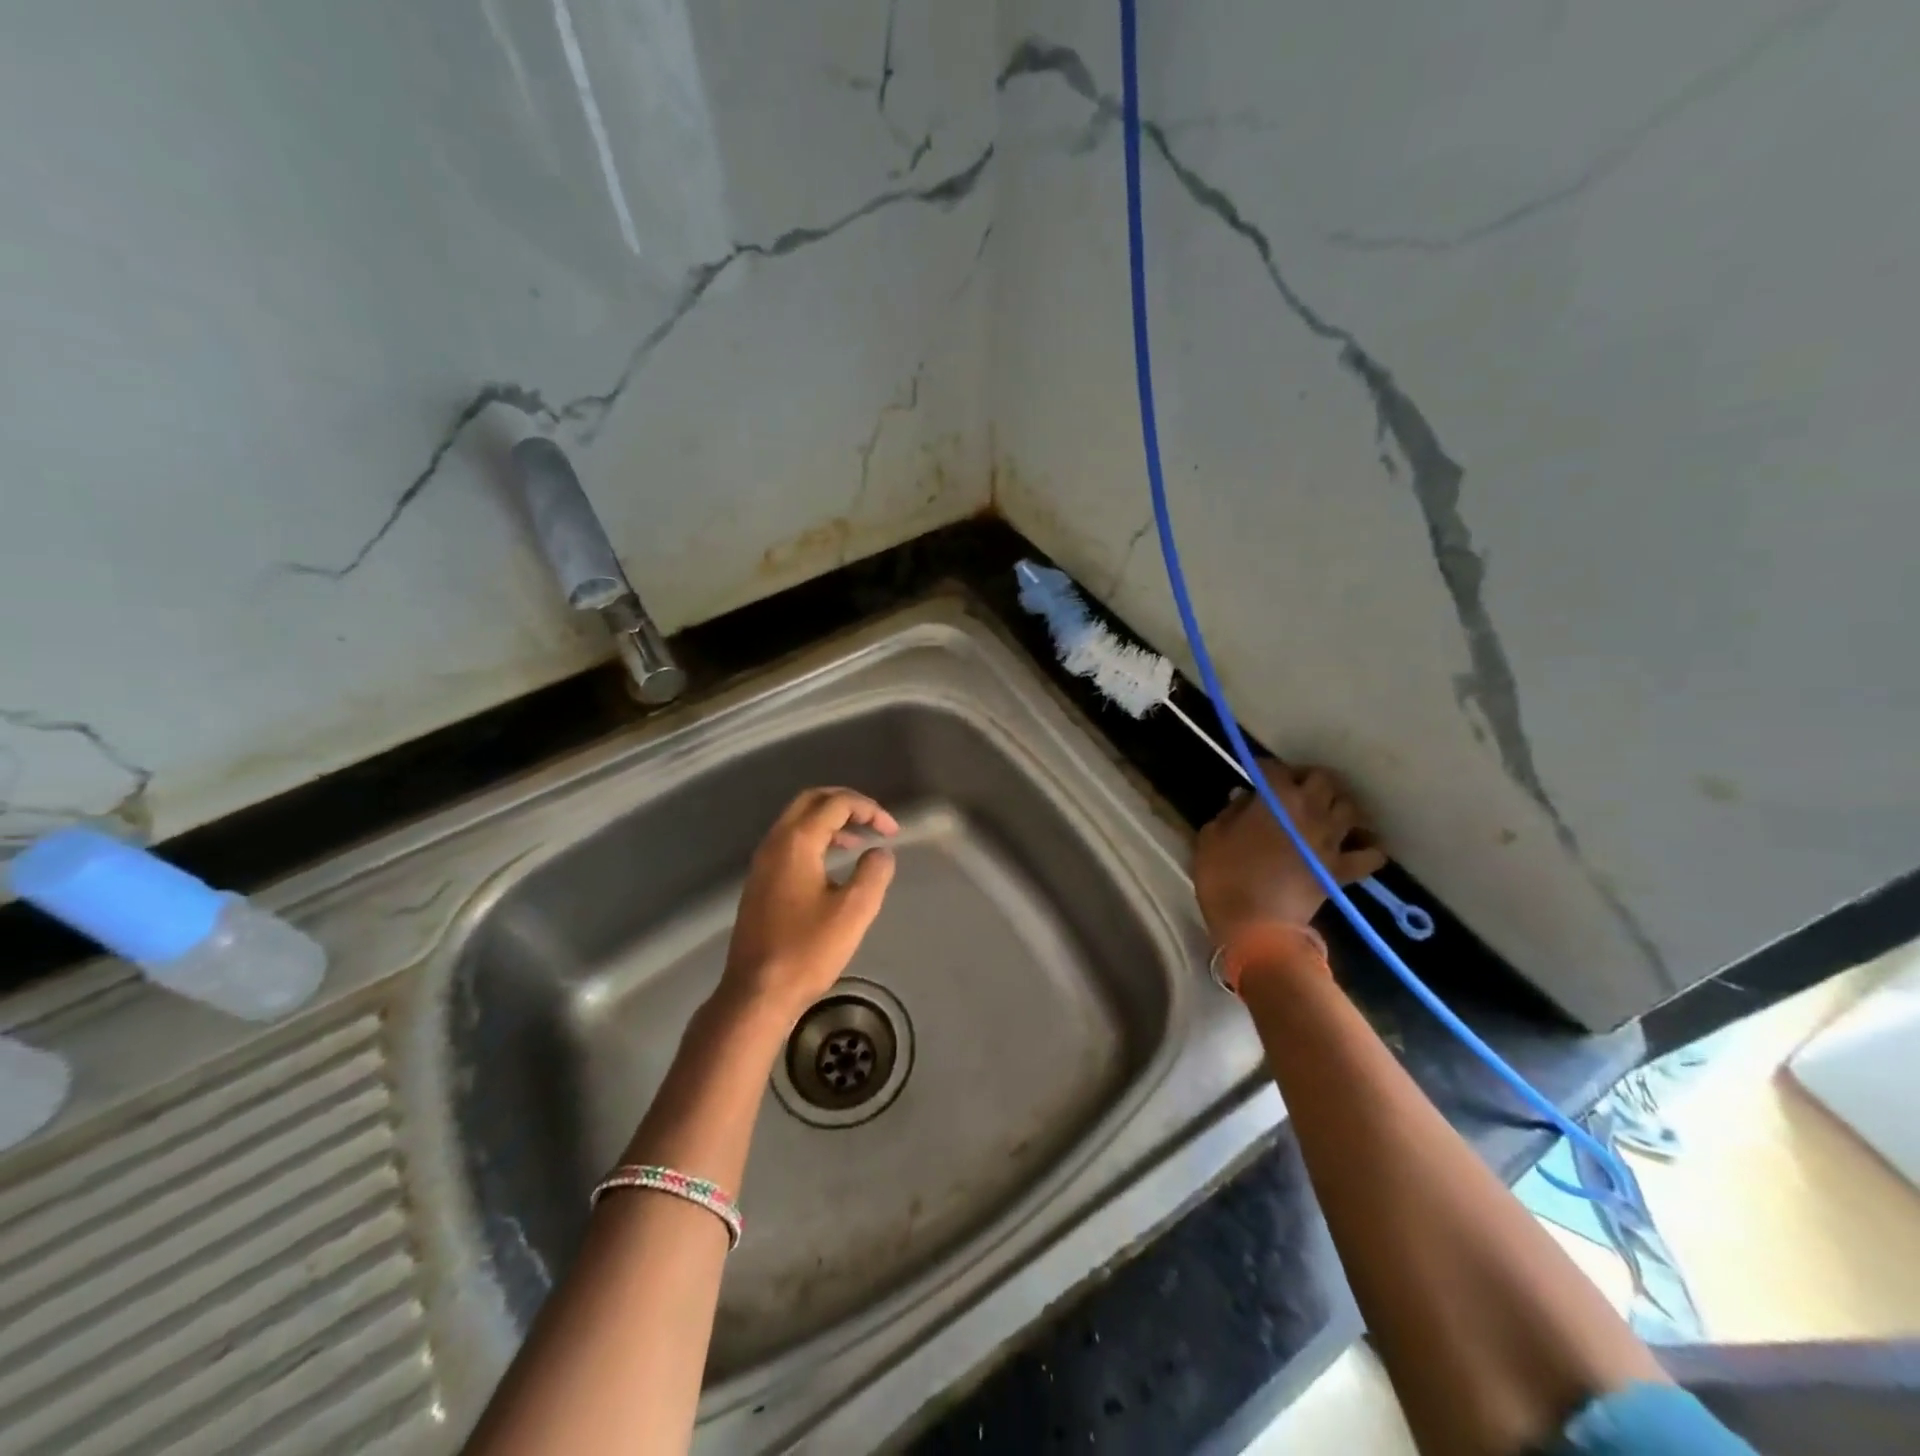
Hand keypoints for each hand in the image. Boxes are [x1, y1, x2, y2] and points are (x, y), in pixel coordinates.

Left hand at [720, 787, 899, 1023]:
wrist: (756, 992)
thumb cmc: (807, 950)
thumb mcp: (854, 911)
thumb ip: (874, 873)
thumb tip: (880, 853)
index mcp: (796, 842)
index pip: (836, 803)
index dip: (869, 809)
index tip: (892, 832)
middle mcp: (775, 843)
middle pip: (811, 801)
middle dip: (846, 804)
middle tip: (874, 820)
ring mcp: (762, 863)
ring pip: (798, 821)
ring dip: (831, 822)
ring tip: (860, 842)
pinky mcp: (760, 883)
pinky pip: (790, 843)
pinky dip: (816, 839)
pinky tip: (833, 866)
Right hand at [1193, 759, 1386, 945]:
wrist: (1254, 927)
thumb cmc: (1224, 877)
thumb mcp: (1211, 837)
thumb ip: (1229, 812)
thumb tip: (1244, 799)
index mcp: (1276, 798)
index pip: (1272, 768)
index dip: (1262, 768)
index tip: (1253, 775)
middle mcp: (1311, 810)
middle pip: (1323, 779)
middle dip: (1307, 778)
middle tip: (1292, 789)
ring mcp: (1331, 841)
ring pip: (1350, 808)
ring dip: (1337, 805)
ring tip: (1323, 812)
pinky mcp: (1343, 870)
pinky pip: (1370, 854)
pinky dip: (1367, 847)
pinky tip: (1356, 846)